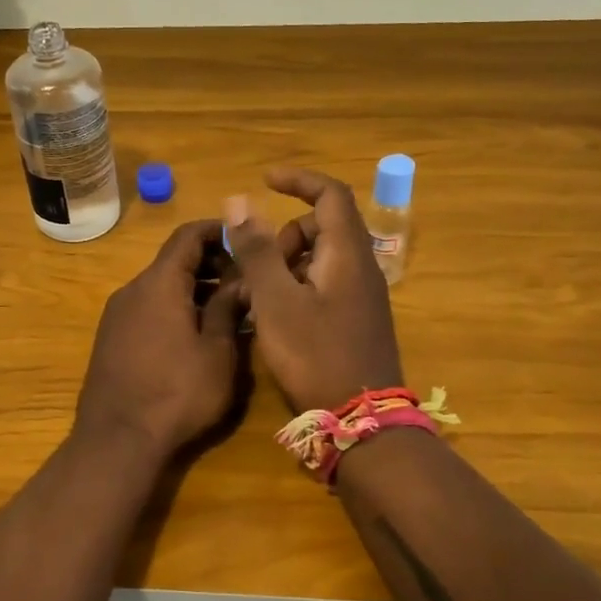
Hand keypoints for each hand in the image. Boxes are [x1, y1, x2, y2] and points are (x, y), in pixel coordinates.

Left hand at [74, 220, 246, 456]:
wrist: (117, 440)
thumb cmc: (177, 392)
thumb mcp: (217, 352)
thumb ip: (229, 308)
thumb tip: (242, 280)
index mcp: (160, 283)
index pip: (187, 235)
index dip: (217, 230)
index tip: (245, 239)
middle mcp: (133, 289)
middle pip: (173, 260)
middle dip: (211, 263)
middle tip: (244, 281)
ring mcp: (116, 314)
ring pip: (160, 286)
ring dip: (194, 289)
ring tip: (227, 310)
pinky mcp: (110, 338)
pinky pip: (147, 308)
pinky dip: (173, 308)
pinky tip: (194, 335)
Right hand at [223, 169, 404, 413]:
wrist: (360, 420)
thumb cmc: (315, 355)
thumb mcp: (276, 300)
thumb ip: (257, 250)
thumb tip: (239, 202)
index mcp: (347, 253)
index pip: (331, 194)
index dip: (299, 180)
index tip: (265, 180)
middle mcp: (361, 267)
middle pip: (323, 226)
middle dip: (285, 234)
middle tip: (257, 266)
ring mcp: (362, 295)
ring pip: (321, 257)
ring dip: (287, 263)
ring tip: (260, 296)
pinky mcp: (356, 319)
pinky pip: (324, 283)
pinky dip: (298, 285)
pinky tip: (276, 316)